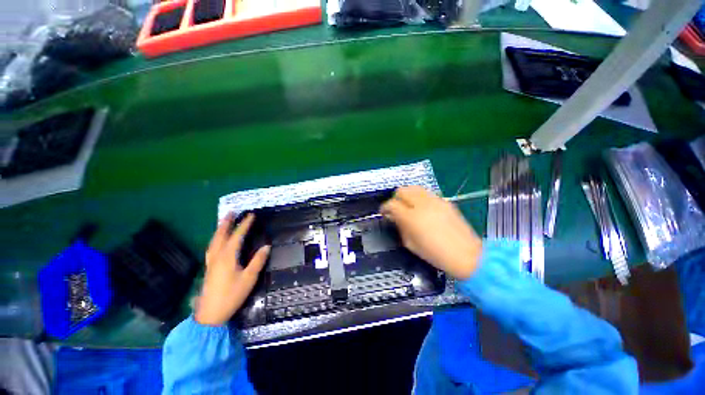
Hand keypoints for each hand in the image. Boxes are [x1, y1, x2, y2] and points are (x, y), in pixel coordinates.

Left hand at [195, 213, 270, 325]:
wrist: (210, 315)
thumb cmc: (232, 295)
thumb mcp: (249, 279)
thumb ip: (258, 261)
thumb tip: (267, 246)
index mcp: (228, 257)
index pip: (237, 236)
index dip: (244, 225)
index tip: (251, 215)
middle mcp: (217, 256)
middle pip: (221, 236)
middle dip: (226, 223)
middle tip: (230, 212)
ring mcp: (211, 262)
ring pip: (214, 241)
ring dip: (219, 230)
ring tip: (223, 222)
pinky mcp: (209, 268)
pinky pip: (211, 248)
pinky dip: (215, 239)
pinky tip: (217, 241)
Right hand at [380, 186, 482, 279]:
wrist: (466, 254)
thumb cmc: (435, 254)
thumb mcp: (411, 244)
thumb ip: (400, 227)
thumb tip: (394, 217)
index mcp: (411, 217)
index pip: (392, 204)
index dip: (385, 207)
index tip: (384, 212)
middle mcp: (421, 204)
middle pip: (402, 190)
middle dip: (395, 198)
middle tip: (396, 208)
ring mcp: (435, 201)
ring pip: (415, 188)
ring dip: (407, 194)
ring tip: (408, 205)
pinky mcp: (445, 201)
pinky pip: (427, 193)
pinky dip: (419, 197)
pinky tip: (422, 208)